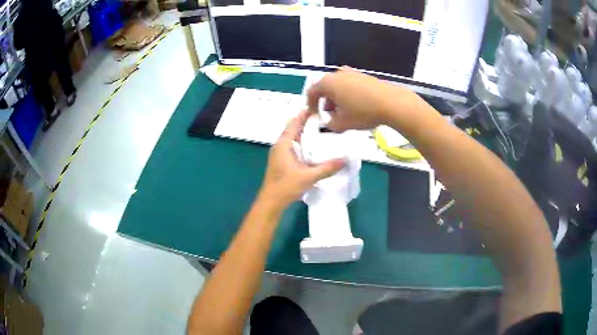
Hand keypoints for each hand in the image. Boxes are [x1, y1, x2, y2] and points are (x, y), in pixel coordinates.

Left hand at [260, 111, 344, 208]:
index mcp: (283, 144)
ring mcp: (279, 154)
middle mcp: (279, 146)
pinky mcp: (281, 161)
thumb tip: (345, 160)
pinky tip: (313, 148)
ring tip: (321, 131)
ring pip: (292, 138)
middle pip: (293, 129)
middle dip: (306, 123)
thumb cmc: (286, 186)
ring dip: (304, 133)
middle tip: (324, 119)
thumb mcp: (309, 176)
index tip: (317, 108)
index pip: (294, 123)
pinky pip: (292, 146)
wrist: (271, 202)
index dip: (304, 114)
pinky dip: (302, 143)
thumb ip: (327, 168)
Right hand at [307, 67, 417, 131]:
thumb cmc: (363, 112)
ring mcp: (352, 72)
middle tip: (330, 115)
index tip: (315, 115)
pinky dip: (348, 94)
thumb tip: (329, 122)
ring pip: (338, 86)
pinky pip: (349, 84)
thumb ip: (329, 124)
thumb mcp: (342, 124)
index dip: (311, 105)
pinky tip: (357, 106)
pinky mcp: (364, 75)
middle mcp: (338, 74)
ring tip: (344, 112)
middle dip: (325, 102)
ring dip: (337, 99)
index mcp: (328, 83)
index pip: (311, 92)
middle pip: (325, 88)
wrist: (391, 103)